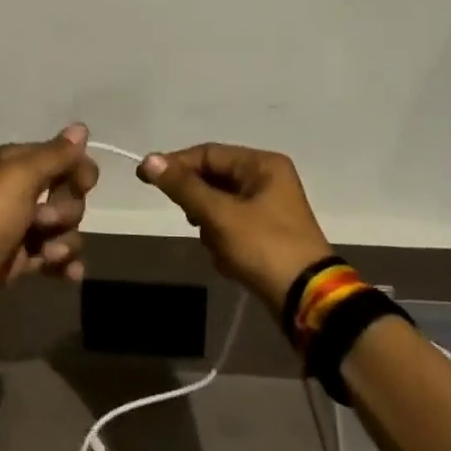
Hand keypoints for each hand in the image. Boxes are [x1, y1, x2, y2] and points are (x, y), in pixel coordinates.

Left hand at [0, 124, 100, 290]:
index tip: (84, 184)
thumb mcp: (19, 176)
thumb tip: (81, 127)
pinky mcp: (23, 257)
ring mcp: (22, 226)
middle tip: (45, 220)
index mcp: (14, 164)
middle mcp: (19, 191)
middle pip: (68, 195)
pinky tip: (70, 273)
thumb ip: (54, 154)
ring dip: (65, 242)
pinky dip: (66, 264)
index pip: (62, 158)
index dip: (78, 170)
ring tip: (48, 255)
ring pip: (66, 228)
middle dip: (66, 211)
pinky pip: (57, 256)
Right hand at [139, 144, 332, 308]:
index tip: (144, 178)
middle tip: (191, 220)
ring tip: (218, 246)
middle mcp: (267, 179)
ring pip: (218, 205)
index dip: (175, 164)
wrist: (306, 298)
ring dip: (210, 226)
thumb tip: (149, 160)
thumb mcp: (219, 214)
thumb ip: (183, 186)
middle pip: (213, 179)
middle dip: (198, 203)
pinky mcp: (266, 233)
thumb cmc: (264, 247)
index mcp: (262, 164)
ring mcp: (268, 208)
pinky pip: (230, 227)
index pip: (208, 153)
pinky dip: (223, 241)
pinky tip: (229, 260)